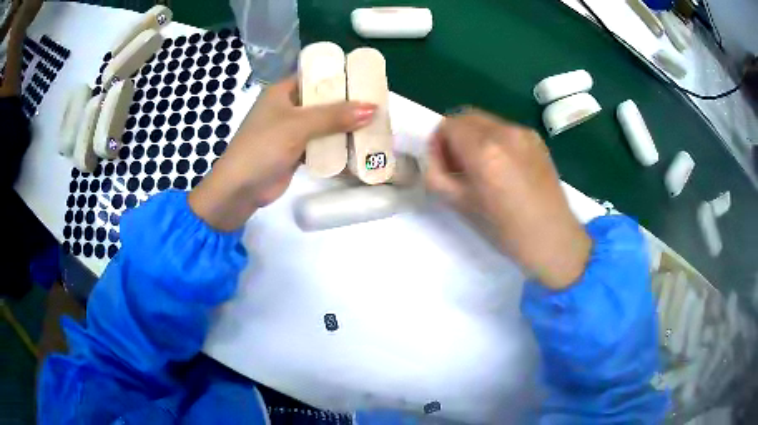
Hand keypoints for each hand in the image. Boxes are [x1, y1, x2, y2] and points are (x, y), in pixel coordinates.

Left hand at [189, 76, 376, 230]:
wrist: (240, 190)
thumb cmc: (262, 147)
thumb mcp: (298, 126)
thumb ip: (334, 116)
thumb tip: (372, 109)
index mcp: (282, 92)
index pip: (314, 76)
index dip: (339, 75)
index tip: (365, 78)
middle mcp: (288, 108)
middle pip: (323, 101)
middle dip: (348, 104)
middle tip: (376, 103)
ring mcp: (292, 131)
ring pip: (324, 124)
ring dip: (345, 126)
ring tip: (374, 124)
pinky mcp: (296, 152)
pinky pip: (321, 144)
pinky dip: (337, 146)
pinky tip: (358, 146)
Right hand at [425, 109, 590, 288]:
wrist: (552, 238)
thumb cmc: (505, 230)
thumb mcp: (460, 206)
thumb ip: (437, 176)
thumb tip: (433, 159)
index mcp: (483, 150)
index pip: (448, 125)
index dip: (438, 143)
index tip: (443, 165)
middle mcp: (504, 132)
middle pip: (466, 117)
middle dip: (455, 136)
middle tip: (458, 165)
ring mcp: (523, 133)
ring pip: (486, 122)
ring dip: (474, 137)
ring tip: (481, 167)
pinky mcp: (536, 139)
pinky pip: (504, 130)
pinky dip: (494, 140)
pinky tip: (503, 168)